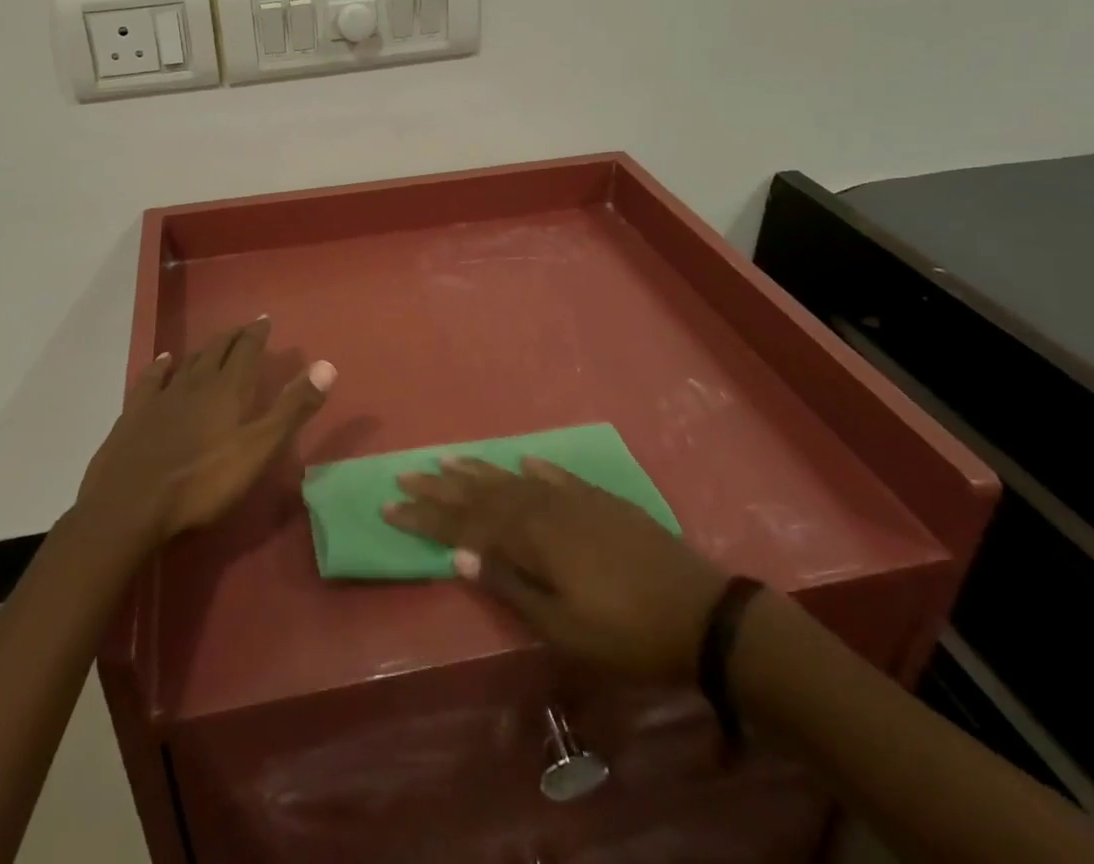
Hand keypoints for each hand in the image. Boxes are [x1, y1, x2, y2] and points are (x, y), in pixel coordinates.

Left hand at [76, 317, 334, 546]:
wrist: (130, 503)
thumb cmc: (203, 481)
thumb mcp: (258, 449)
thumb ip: (292, 408)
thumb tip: (327, 366)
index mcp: (228, 389)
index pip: (247, 351)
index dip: (257, 334)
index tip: (264, 319)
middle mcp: (196, 382)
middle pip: (217, 350)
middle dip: (233, 337)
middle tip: (244, 327)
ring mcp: (163, 396)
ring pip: (188, 362)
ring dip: (204, 349)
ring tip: (213, 342)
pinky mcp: (136, 412)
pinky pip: (152, 379)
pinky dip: (161, 366)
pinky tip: (164, 360)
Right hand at [384, 457, 729, 682]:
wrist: (703, 614)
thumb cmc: (627, 633)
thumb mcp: (563, 627)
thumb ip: (510, 585)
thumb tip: (460, 553)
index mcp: (531, 538)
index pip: (465, 523)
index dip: (426, 516)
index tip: (390, 505)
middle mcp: (544, 507)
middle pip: (483, 493)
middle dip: (441, 487)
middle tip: (405, 473)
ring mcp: (574, 499)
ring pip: (513, 479)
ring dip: (478, 471)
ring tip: (447, 460)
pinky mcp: (600, 500)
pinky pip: (556, 476)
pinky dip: (535, 469)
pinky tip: (521, 461)